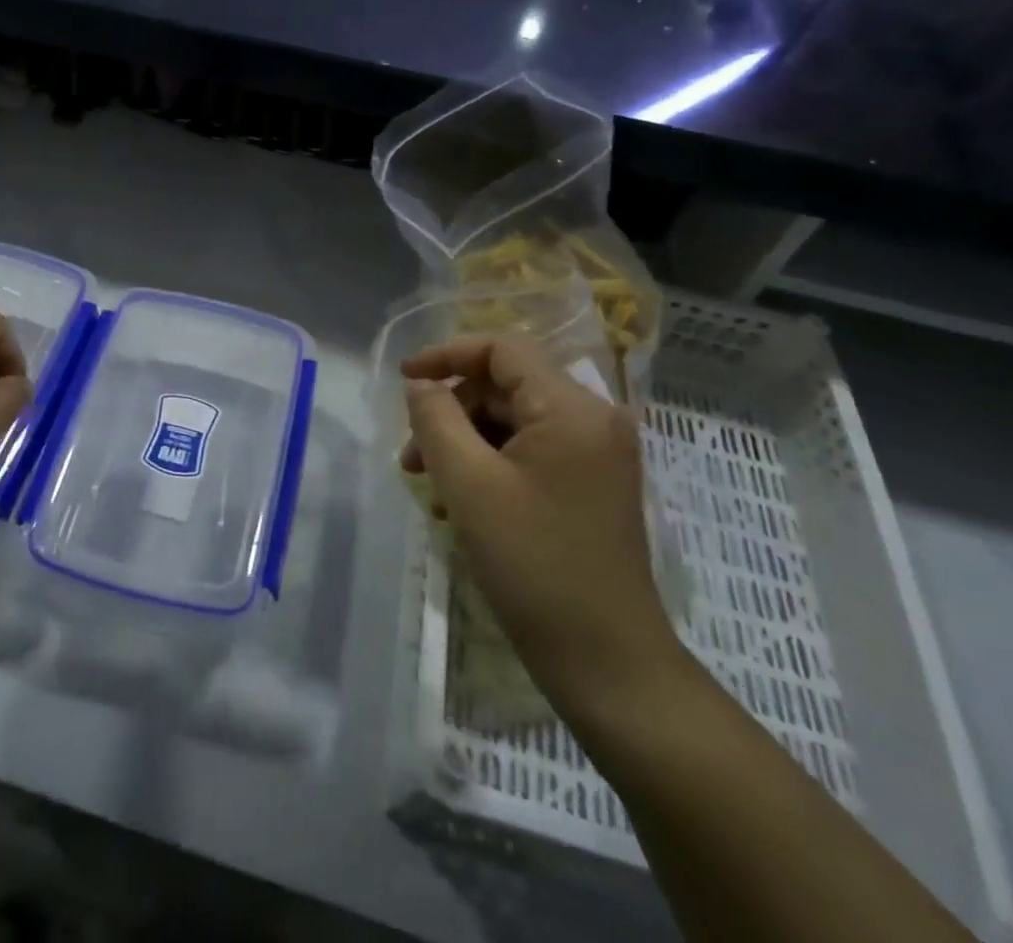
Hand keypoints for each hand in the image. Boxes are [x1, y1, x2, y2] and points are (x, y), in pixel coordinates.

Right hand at [402, 336, 679, 710]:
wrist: (607, 663)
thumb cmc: (533, 564)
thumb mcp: (468, 483)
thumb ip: (436, 419)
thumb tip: (421, 386)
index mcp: (572, 408)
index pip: (502, 349)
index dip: (447, 355)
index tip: (404, 380)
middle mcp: (594, 420)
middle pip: (505, 387)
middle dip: (451, 413)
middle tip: (412, 458)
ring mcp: (597, 455)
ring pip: (514, 421)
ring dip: (465, 443)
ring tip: (430, 487)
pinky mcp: (592, 484)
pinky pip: (531, 452)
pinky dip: (490, 466)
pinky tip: (461, 505)